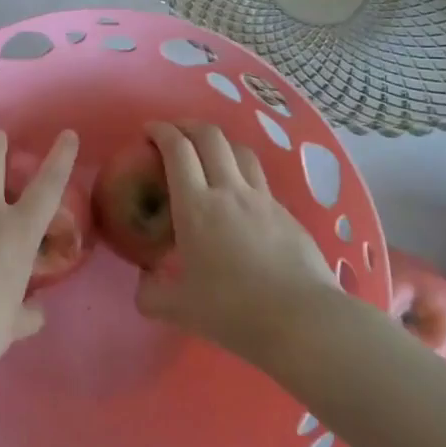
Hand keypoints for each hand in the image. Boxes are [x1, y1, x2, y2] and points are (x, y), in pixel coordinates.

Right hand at [135, 121, 338, 361]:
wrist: (302, 320)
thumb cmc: (233, 310)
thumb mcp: (179, 308)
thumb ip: (152, 294)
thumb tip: (143, 284)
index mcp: (196, 206)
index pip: (176, 150)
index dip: (161, 131)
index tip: (148, 130)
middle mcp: (228, 191)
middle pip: (210, 136)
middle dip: (188, 126)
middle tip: (174, 133)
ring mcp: (262, 199)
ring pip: (240, 150)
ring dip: (218, 142)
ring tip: (207, 153)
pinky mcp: (286, 213)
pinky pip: (259, 179)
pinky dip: (242, 171)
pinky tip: (238, 194)